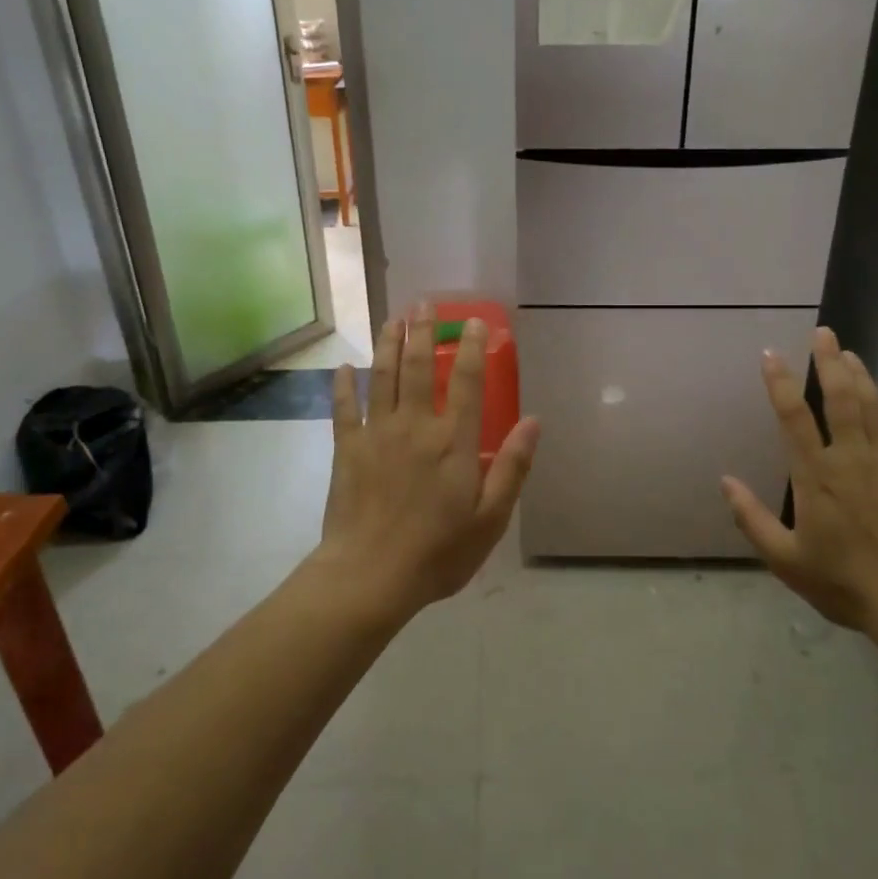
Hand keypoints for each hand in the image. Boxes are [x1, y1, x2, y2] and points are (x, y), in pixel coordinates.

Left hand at [311, 304, 540, 619]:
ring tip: (391, 319)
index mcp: (454, 442)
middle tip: (422, 303)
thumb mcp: (491, 518)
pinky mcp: (347, 450)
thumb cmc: (438, 552)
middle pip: (420, 368)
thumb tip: (534, 421)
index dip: (473, 348)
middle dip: (422, 332)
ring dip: (387, 345)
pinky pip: (344, 409)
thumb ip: (513, 466)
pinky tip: (343, 368)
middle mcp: (416, 426)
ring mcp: (377, 434)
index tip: (474, 320)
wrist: (370, 576)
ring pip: (383, 378)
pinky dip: (343, 386)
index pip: (468, 382)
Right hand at [721, 327, 877, 642]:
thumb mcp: (786, 560)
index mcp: (816, 476)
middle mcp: (852, 458)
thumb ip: (752, 519)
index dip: (779, 383)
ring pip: (873, 406)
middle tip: (822, 333)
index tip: (770, 354)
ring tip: (848, 352)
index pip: (793, 417)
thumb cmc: (845, 583)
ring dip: (859, 375)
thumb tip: (725, 481)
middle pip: (839, 398)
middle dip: (828, 362)